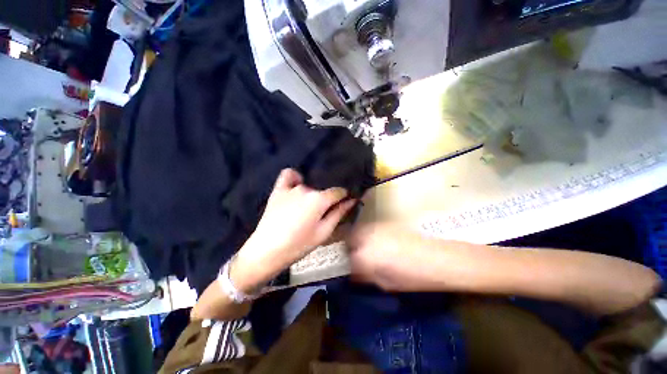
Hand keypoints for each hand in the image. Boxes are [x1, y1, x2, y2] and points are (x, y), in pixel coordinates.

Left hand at [233, 169, 355, 291]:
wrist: (267, 251)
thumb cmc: (299, 245)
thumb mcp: (324, 232)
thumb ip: (339, 213)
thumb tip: (352, 200)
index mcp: (319, 199)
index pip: (338, 191)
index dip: (344, 196)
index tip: (345, 202)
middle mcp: (306, 188)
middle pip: (323, 190)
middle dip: (327, 198)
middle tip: (324, 212)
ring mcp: (291, 187)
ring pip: (309, 185)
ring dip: (312, 193)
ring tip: (309, 205)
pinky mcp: (278, 190)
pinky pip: (288, 175)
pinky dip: (295, 178)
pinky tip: (297, 184)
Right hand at [347, 223, 449, 291]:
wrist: (436, 258)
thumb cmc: (412, 278)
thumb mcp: (385, 283)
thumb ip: (366, 275)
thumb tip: (356, 273)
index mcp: (363, 255)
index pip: (348, 258)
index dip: (350, 265)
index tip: (355, 269)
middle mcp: (365, 236)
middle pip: (349, 238)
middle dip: (350, 248)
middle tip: (358, 257)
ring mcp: (375, 227)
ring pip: (358, 230)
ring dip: (358, 239)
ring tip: (368, 249)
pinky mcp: (384, 223)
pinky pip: (369, 228)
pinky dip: (368, 234)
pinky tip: (378, 242)